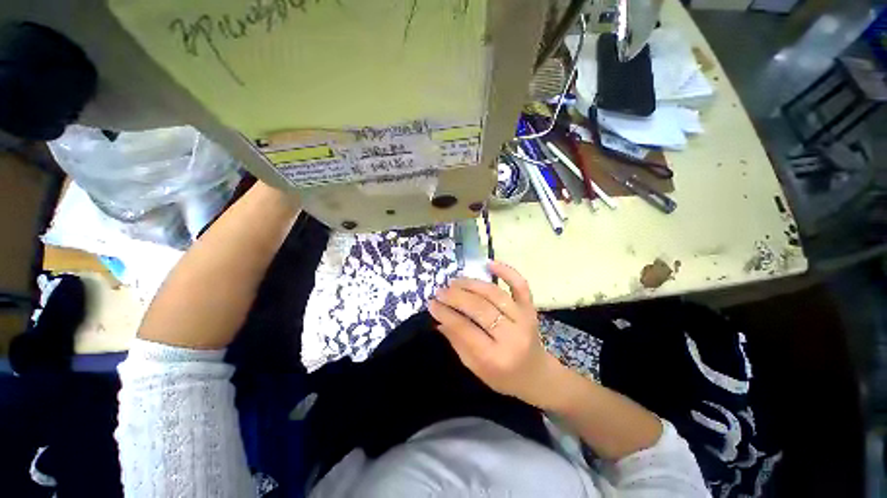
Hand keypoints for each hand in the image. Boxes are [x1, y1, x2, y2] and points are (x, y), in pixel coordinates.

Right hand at [429, 261, 567, 409]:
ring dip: (472, 284)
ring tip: (454, 282)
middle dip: (456, 297)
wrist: (537, 375)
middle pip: (480, 308)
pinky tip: (490, 263)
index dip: (446, 314)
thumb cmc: (504, 377)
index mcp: (496, 357)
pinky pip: (520, 285)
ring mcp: (524, 318)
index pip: (465, 329)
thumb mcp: (476, 369)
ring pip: (495, 294)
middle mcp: (512, 335)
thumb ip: (457, 343)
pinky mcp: (531, 308)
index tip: (431, 303)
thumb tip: (439, 319)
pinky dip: (506, 272)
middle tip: (440, 291)